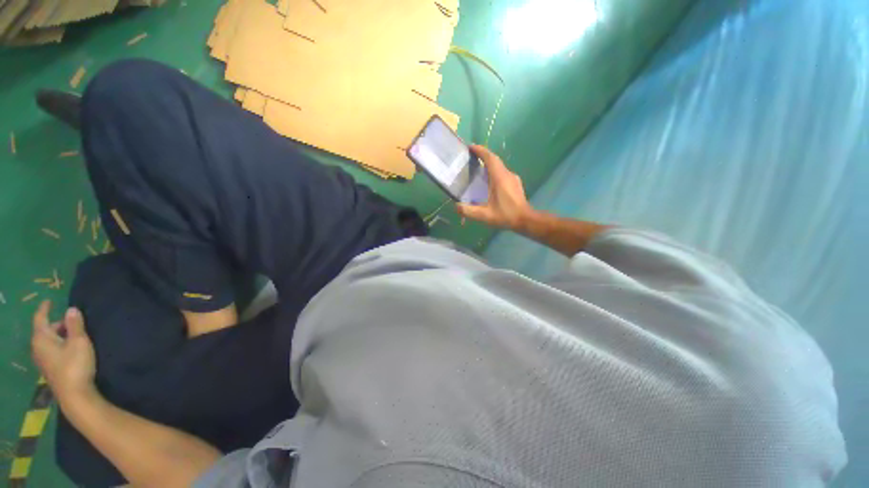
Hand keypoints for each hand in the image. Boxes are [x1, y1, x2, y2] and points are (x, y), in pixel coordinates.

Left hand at [32, 301, 96, 406]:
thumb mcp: (79, 342)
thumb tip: (71, 309)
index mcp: (41, 338)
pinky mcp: (50, 368)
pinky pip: (51, 350)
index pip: (40, 318)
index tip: (48, 301)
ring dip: (58, 335)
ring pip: (48, 342)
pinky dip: (59, 345)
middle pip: (44, 331)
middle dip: (56, 324)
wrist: (74, 395)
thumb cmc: (75, 365)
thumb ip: (75, 325)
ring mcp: (43, 360)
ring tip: (73, 334)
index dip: (44, 309)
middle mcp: (37, 347)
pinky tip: (69, 348)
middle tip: (71, 321)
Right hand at [457, 145, 535, 229]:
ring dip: (488, 163)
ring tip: (477, 168)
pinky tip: (488, 181)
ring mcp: (513, 178)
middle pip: (494, 159)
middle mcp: (507, 174)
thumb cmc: (506, 215)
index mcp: (499, 178)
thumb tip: (456, 206)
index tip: (470, 147)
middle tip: (471, 156)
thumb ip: (469, 211)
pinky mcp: (515, 183)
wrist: (525, 220)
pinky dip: (494, 171)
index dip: (480, 150)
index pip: (490, 158)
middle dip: (483, 155)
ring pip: (499, 166)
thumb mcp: (485, 216)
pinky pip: (502, 172)